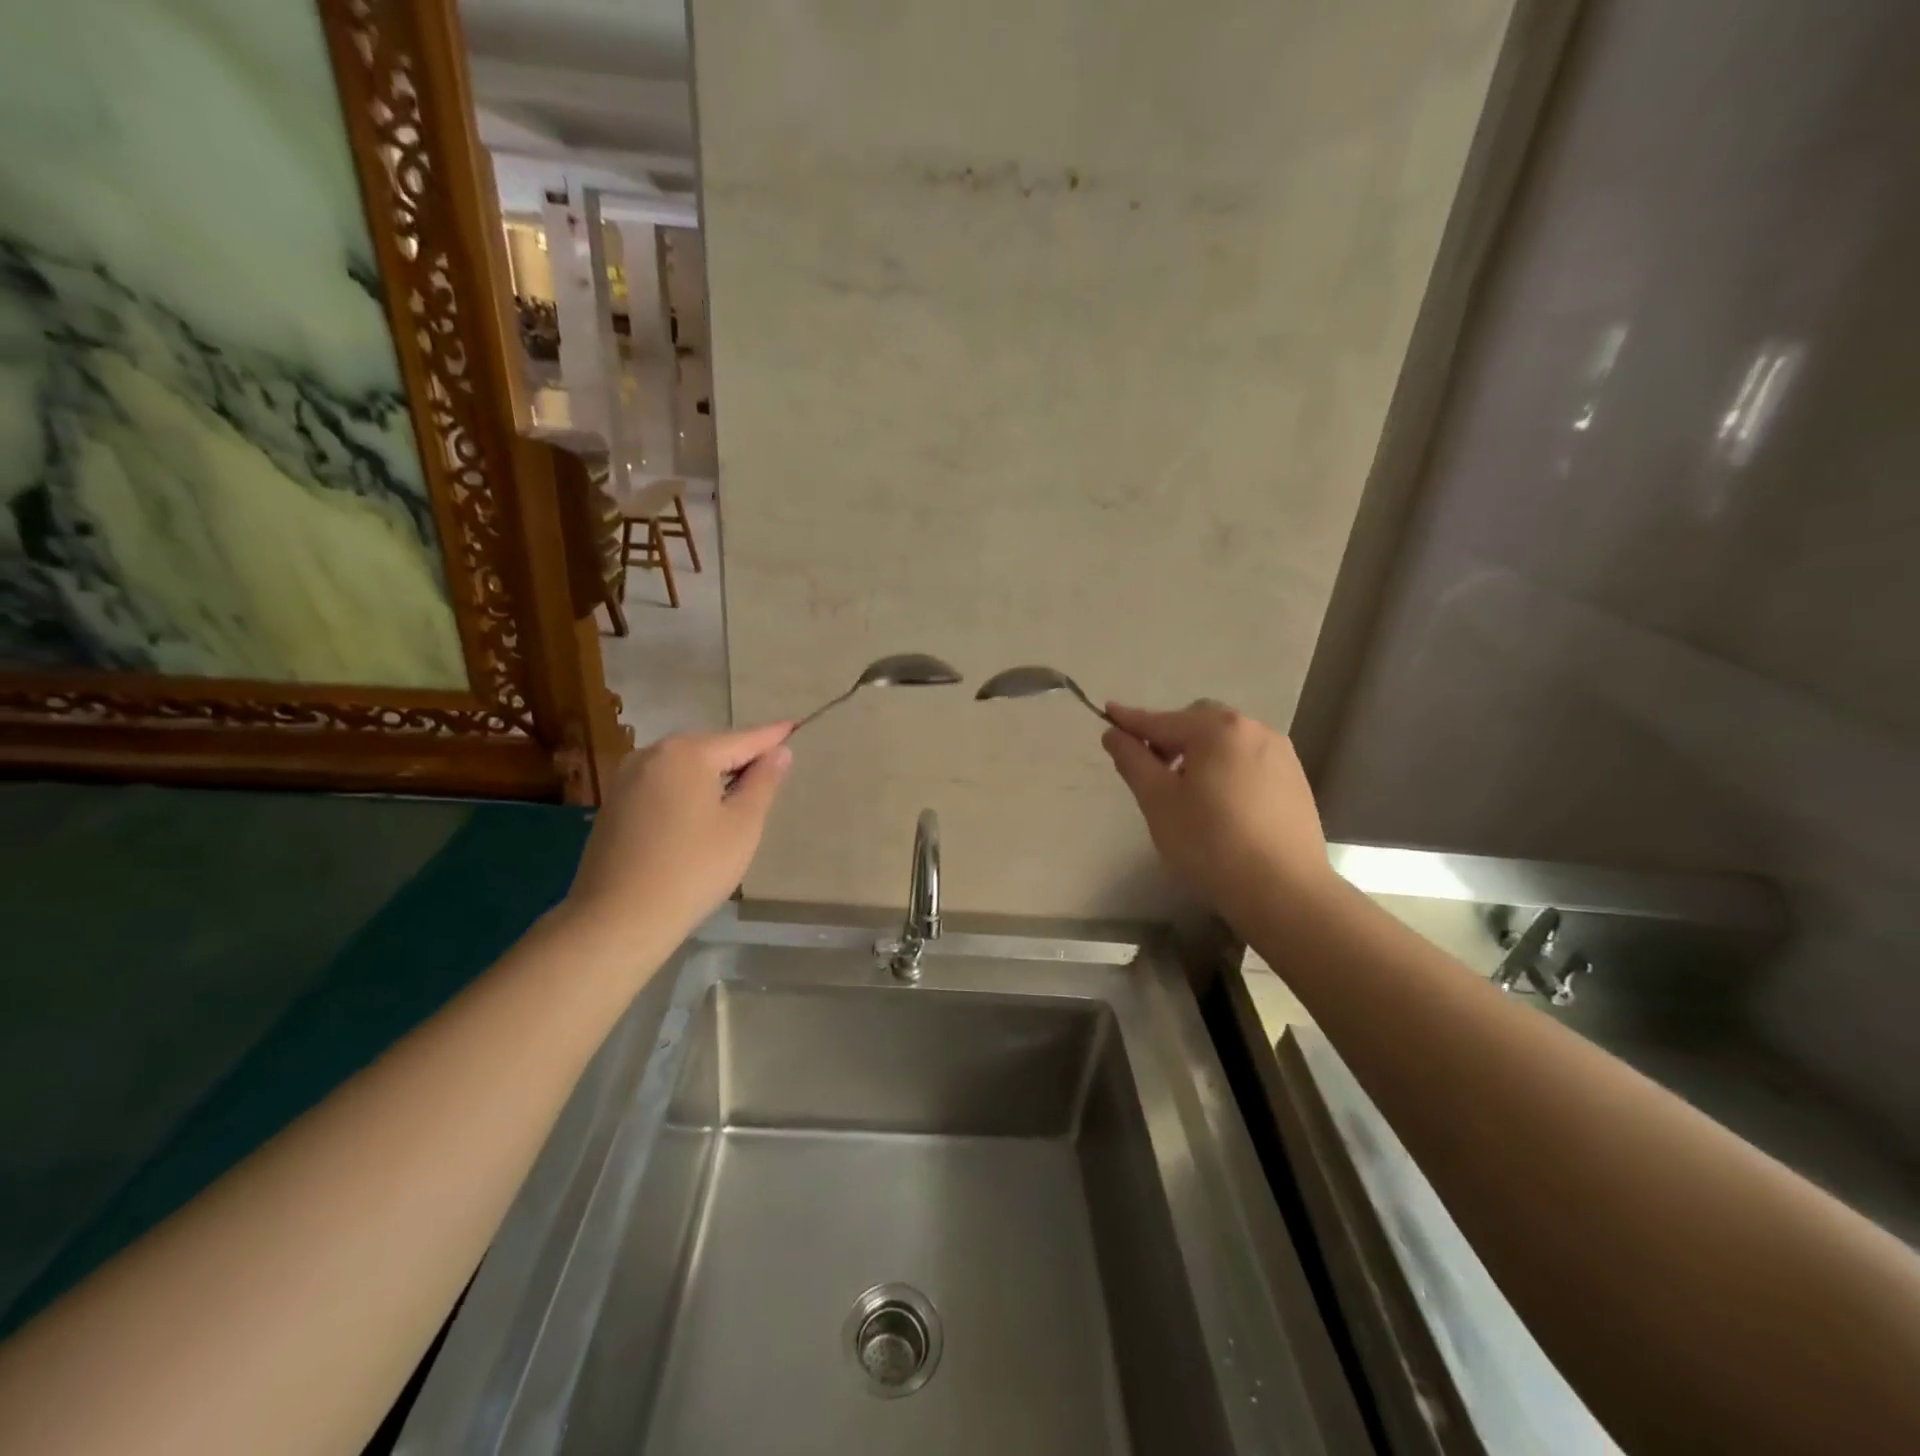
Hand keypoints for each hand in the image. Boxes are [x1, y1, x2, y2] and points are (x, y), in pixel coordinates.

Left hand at [565, 723, 793, 944]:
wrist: (619, 918)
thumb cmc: (693, 868)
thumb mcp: (743, 825)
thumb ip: (763, 782)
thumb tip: (780, 752)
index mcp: (687, 753)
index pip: (742, 739)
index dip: (772, 737)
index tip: (794, 726)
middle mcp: (652, 753)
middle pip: (710, 748)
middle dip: (740, 758)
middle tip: (770, 772)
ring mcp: (627, 778)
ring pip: (684, 767)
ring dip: (712, 776)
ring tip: (739, 796)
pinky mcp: (614, 803)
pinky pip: (663, 784)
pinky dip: (687, 791)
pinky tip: (699, 815)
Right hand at [1103, 701, 1336, 926]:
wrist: (1284, 891)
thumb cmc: (1210, 843)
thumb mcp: (1158, 802)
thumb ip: (1133, 760)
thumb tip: (1114, 733)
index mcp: (1216, 729)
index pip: (1161, 721)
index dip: (1129, 720)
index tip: (1106, 713)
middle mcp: (1253, 729)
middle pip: (1198, 722)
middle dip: (1170, 737)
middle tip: (1152, 771)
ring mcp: (1280, 753)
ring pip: (1226, 740)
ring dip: (1200, 752)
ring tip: (1188, 791)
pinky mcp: (1295, 779)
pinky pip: (1249, 760)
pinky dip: (1227, 768)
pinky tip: (1222, 803)